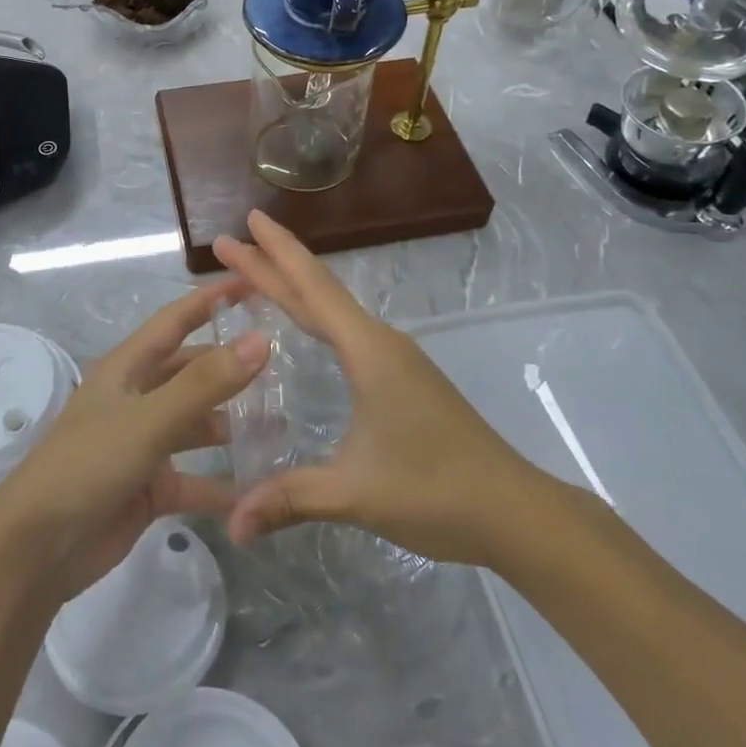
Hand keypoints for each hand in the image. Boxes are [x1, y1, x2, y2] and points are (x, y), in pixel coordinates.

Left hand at [0, 281, 271, 603]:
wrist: (35, 551)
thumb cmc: (87, 466)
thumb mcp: (148, 420)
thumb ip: (205, 383)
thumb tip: (261, 339)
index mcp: (127, 369)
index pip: (176, 320)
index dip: (211, 300)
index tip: (253, 283)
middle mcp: (137, 398)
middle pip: (192, 371)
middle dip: (231, 366)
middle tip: (284, 364)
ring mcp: (144, 444)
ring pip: (198, 424)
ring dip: (233, 424)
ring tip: (281, 424)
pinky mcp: (150, 487)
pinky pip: (196, 478)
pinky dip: (223, 483)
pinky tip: (260, 488)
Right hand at [214, 210, 548, 567]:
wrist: (514, 510)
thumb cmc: (436, 490)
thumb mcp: (356, 493)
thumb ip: (291, 499)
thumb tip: (231, 523)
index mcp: (369, 351)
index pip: (312, 290)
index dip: (275, 255)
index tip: (245, 223)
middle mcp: (380, 343)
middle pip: (319, 291)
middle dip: (274, 263)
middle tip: (231, 241)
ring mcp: (395, 359)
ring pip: (335, 310)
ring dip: (296, 286)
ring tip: (259, 273)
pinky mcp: (402, 378)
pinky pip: (347, 331)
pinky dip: (316, 314)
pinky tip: (310, 325)